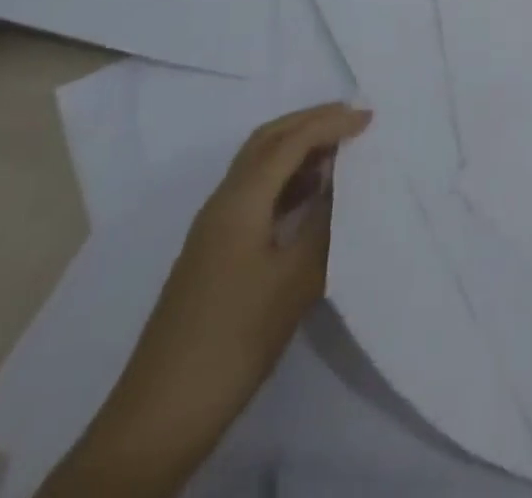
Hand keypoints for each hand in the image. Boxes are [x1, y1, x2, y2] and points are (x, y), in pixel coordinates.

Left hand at [40, 104, 371, 497]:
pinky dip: (287, 178)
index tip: (370, 118)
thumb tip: (343, 181)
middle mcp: (224, 201)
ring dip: (297, 147)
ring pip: (259, 165)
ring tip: (340, 150)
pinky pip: (256, 192)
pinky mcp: (215, 252)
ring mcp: (215, 227)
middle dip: (310, 121)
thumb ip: (323, 222)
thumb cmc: (234, 338)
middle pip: (268, 140)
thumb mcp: (294, 280)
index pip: (291, 141)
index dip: (331, 123)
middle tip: (351, 118)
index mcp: (241, 199)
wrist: (161, 414)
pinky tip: (310, 196)